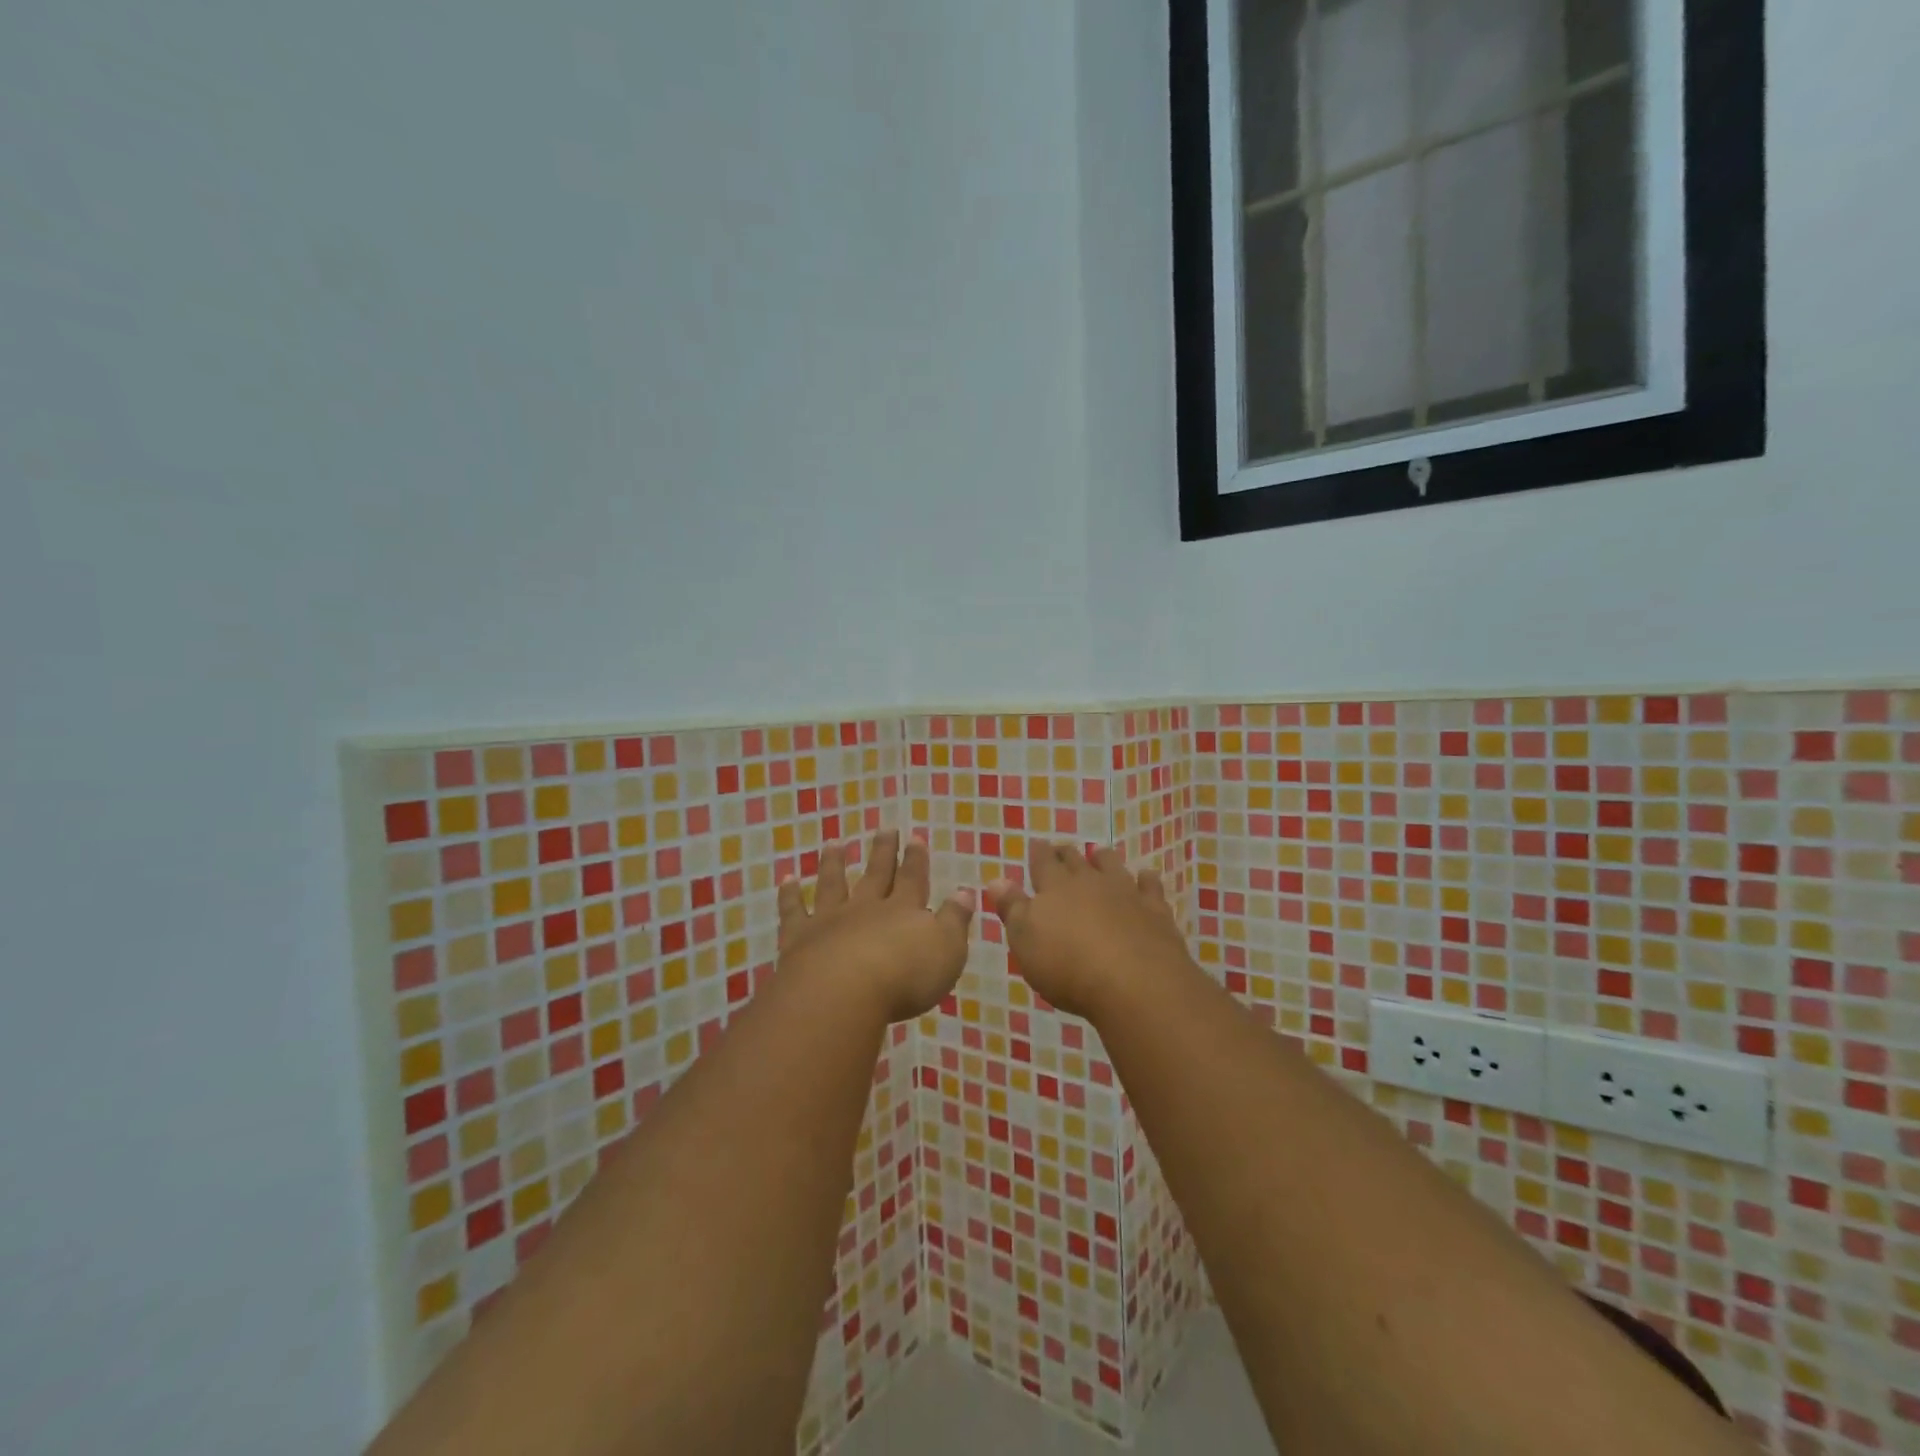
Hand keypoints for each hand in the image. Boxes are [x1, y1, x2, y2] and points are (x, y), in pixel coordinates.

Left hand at [777, 831, 973, 1023]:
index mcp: (903, 910)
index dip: (915, 858)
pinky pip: (793, 911)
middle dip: (882, 852)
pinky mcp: (800, 938)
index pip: (912, 878)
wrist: (844, 992)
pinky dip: (790, 895)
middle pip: (876, 874)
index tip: (914, 836)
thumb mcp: (947, 950)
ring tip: (835, 843)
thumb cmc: (904, 976)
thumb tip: (965, 891)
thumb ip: (955, 920)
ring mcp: (830, 920)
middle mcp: (867, 908)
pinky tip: (788, 880)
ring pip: (833, 884)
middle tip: (884, 828)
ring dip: (834, 863)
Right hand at [986, 841, 1187, 1019]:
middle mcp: (1090, 882)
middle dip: (1067, 854)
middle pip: (1076, 861)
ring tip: (1099, 853)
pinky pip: (1150, 888)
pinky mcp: (1155, 911)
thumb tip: (996, 880)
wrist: (1134, 982)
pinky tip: (1146, 877)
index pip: (1043, 863)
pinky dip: (1146, 880)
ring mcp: (1126, 893)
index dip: (1038, 853)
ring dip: (1104, 859)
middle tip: (1062, 849)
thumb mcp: (1025, 941)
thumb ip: (1012, 909)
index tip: (1036, 843)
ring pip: (1112, 866)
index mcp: (1055, 888)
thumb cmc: (1067, 966)